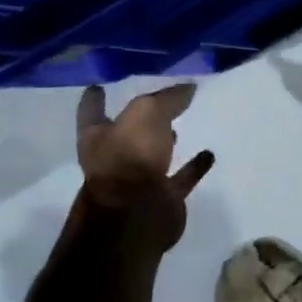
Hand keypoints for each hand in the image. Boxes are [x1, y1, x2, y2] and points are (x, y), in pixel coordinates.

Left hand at [76, 84, 214, 252]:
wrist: (138, 215)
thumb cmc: (130, 157)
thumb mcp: (148, 114)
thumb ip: (168, 98)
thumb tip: (188, 88)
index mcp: (98, 137)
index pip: (93, 110)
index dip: (95, 98)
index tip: (98, 86)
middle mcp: (114, 157)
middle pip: (126, 133)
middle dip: (137, 121)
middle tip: (156, 103)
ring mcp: (137, 180)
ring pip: (153, 155)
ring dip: (165, 142)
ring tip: (181, 126)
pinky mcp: (162, 198)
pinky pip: (181, 177)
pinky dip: (194, 167)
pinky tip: (208, 154)